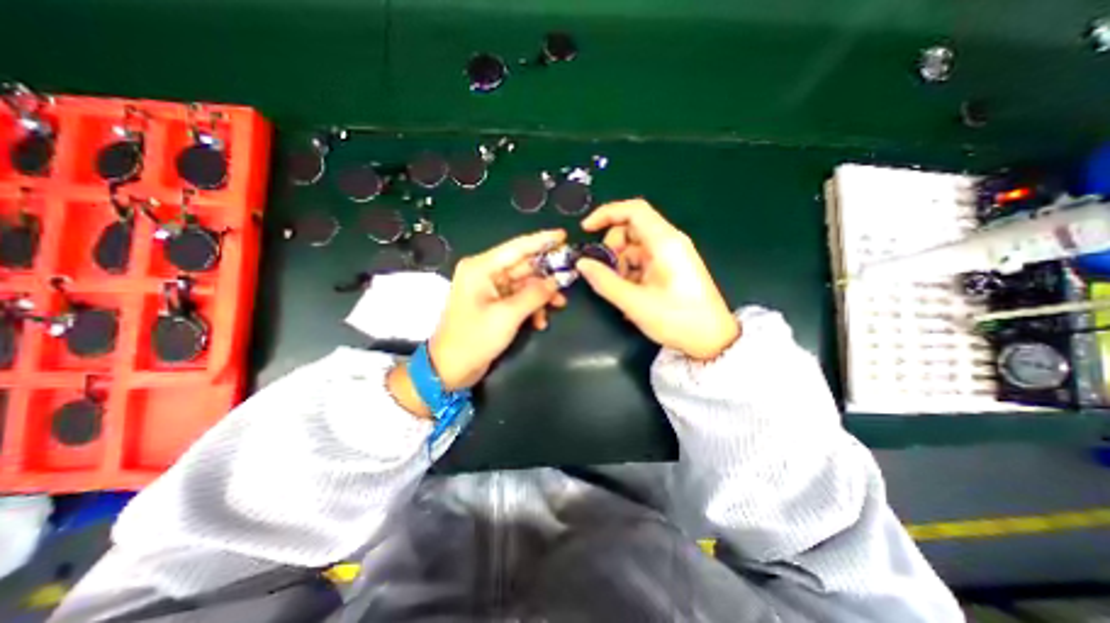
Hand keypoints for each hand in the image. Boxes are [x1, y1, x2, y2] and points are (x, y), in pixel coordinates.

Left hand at [426, 232, 564, 391]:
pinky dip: (531, 308)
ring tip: (559, 305)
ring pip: (524, 284)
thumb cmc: (474, 339)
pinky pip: (519, 298)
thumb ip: (534, 295)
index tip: (564, 235)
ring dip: (541, 295)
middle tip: (570, 277)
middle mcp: (485, 273)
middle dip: (546, 274)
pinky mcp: (494, 304)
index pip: (517, 247)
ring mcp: (489, 289)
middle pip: (523, 266)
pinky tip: (540, 322)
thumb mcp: (508, 315)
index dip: (542, 240)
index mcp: (482, 268)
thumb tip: (555, 281)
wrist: (450, 369)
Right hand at [571, 198, 735, 358]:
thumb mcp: (635, 303)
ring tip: (620, 289)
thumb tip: (582, 264)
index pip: (633, 210)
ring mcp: (670, 255)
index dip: (606, 214)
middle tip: (606, 274)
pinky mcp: (670, 267)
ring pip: (634, 247)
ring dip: (620, 263)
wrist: (713, 340)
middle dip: (612, 248)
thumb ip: (604, 281)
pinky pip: (642, 260)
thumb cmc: (677, 319)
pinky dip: (630, 271)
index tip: (586, 230)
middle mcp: (669, 242)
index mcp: (665, 242)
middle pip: (631, 229)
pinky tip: (629, 293)